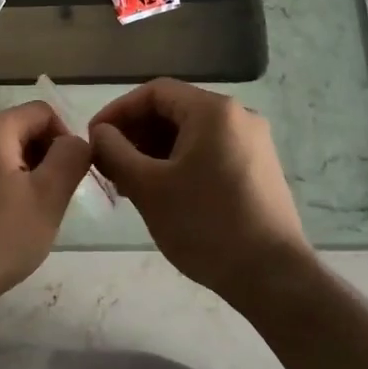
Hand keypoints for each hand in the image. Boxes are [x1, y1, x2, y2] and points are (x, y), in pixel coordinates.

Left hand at [0, 102, 92, 322]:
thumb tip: (75, 141)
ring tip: (29, 217)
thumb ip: (70, 158)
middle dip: (45, 158)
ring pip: (2, 154)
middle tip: (53, 201)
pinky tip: (2, 225)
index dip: (66, 138)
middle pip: (20, 130)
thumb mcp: (48, 198)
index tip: (72, 177)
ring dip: (25, 176)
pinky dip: (1, 189)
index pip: (42, 112)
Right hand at [89, 79, 311, 304]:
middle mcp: (238, 116)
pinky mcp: (258, 168)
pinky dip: (179, 162)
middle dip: (135, 133)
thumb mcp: (148, 187)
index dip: (118, 111)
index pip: (154, 92)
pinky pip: (209, 151)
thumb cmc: (205, 225)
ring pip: (191, 133)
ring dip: (154, 150)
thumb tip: (100, 133)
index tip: (94, 138)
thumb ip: (115, 152)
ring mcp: (253, 143)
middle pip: (174, 110)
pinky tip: (161, 191)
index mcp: (213, 111)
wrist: (273, 276)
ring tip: (129, 181)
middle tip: (108, 163)